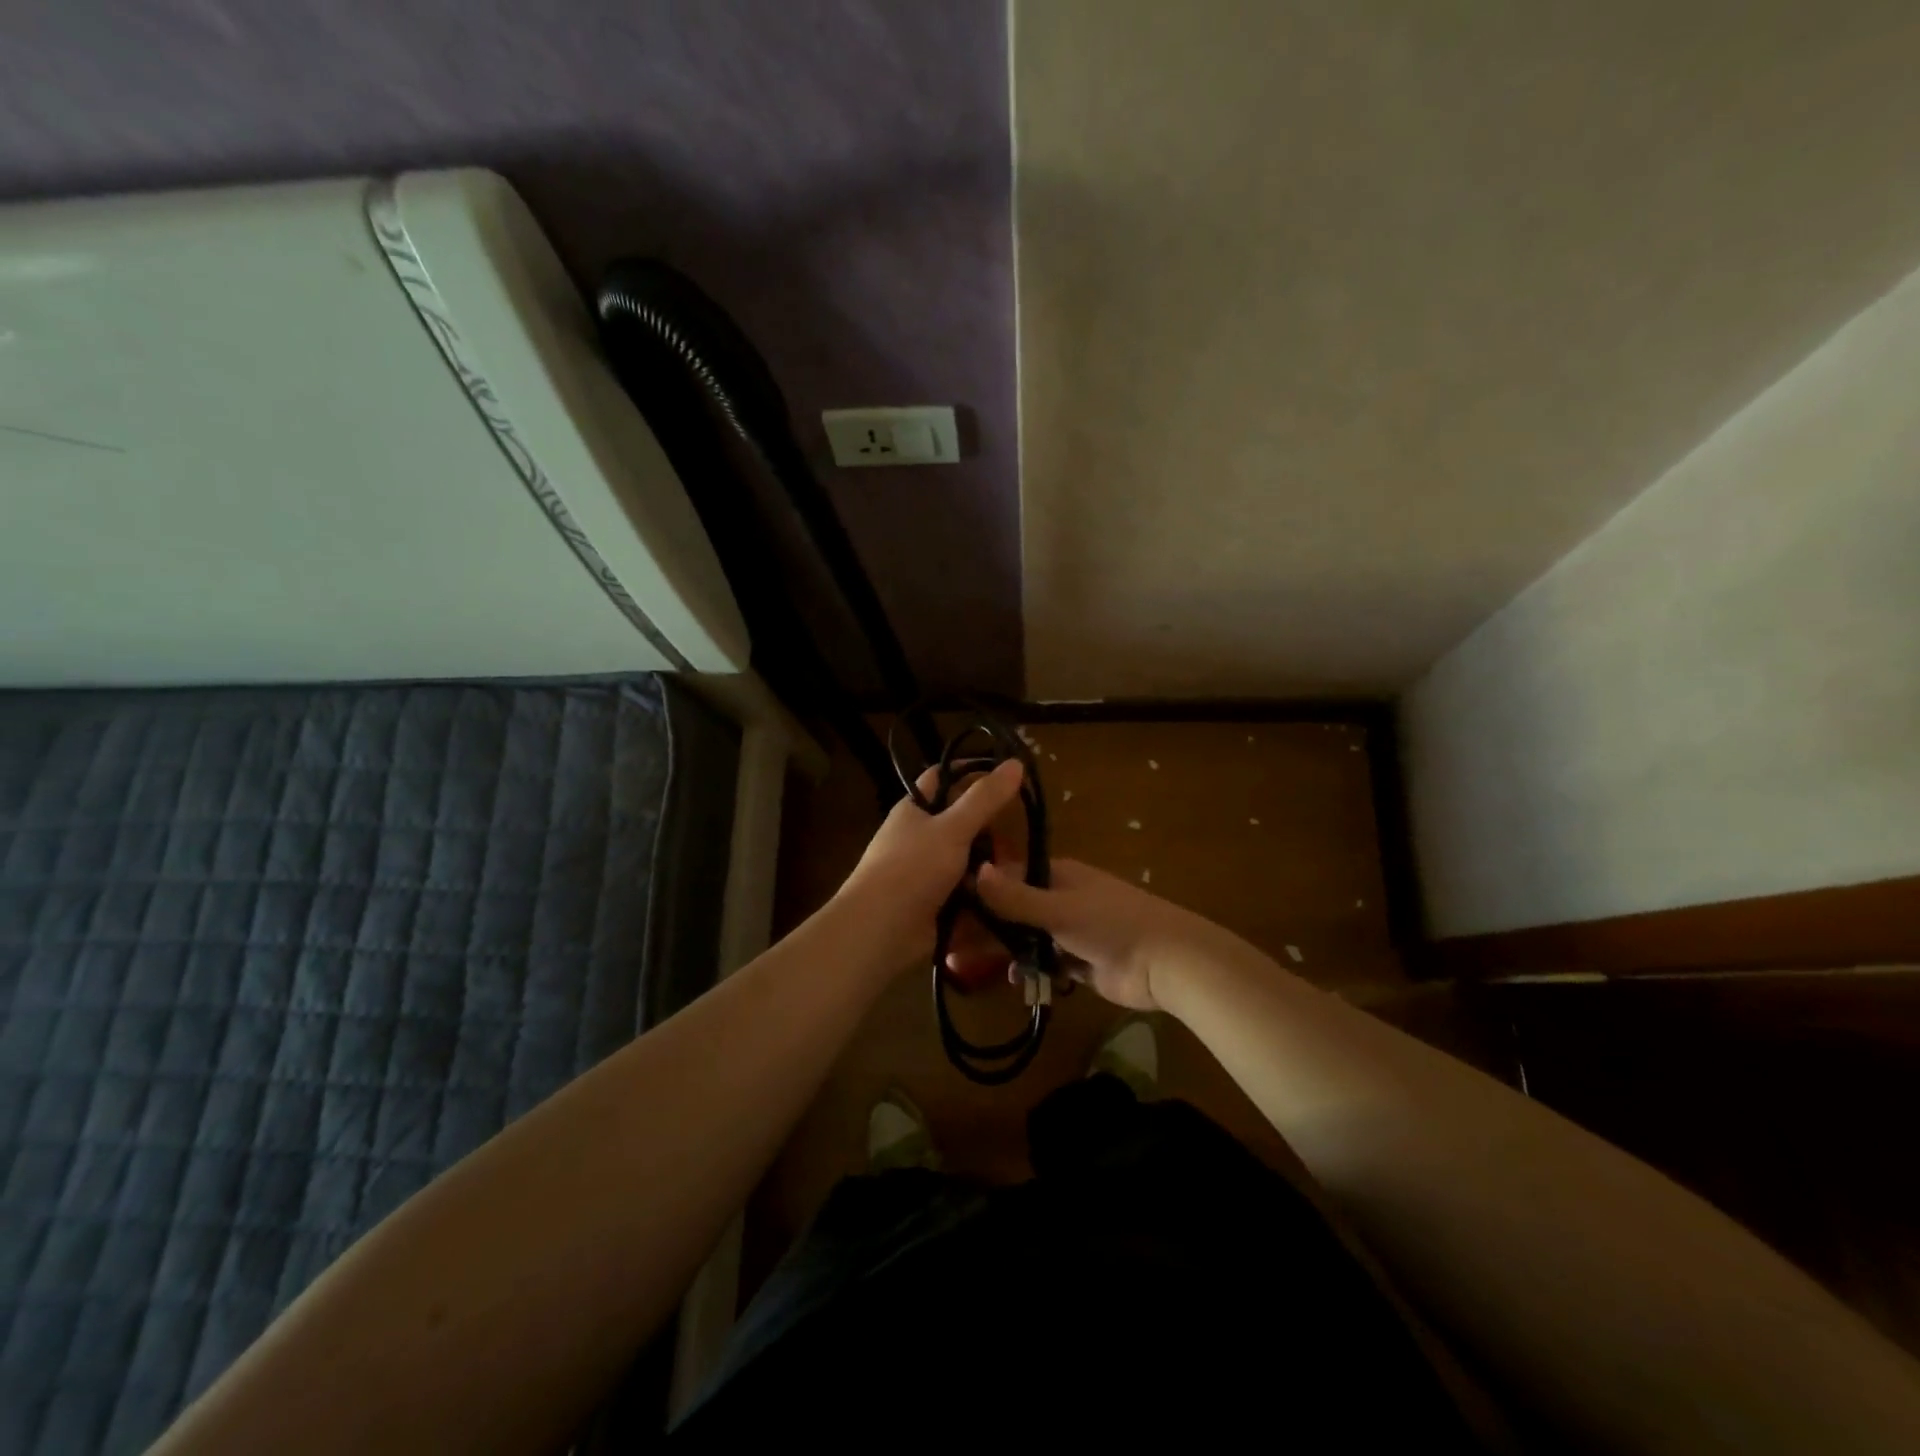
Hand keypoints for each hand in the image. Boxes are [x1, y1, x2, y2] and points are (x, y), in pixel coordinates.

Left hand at [833, 760, 1025, 968]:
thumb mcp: (952, 828)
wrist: (878, 931)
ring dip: (990, 865)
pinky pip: (965, 890)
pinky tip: (1009, 893)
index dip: (973, 772)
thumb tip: (1016, 762)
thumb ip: (985, 797)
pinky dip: (983, 892)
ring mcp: (925, 871)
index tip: (1009, 778)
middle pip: (961, 822)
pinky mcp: (934, 902)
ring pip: (967, 859)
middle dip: (990, 829)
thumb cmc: (912, 868)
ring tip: (1022, 868)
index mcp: (914, 808)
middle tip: (1024, 833)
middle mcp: (918, 836)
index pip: (944, 777)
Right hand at [970, 858, 1212, 1010]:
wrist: (1167, 963)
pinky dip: (1033, 970)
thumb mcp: (1059, 908)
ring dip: (1006, 951)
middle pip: (1014, 910)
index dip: (978, 890)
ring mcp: (1071, 931)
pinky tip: (1019, 981)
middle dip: (986, 927)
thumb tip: (973, 871)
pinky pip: (1047, 962)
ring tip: (967, 966)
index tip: (945, 906)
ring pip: (1028, 938)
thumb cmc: (1111, 924)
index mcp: (1058, 874)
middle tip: (949, 945)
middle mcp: (1061, 897)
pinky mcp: (1080, 962)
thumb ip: (1015, 896)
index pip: (1008, 876)